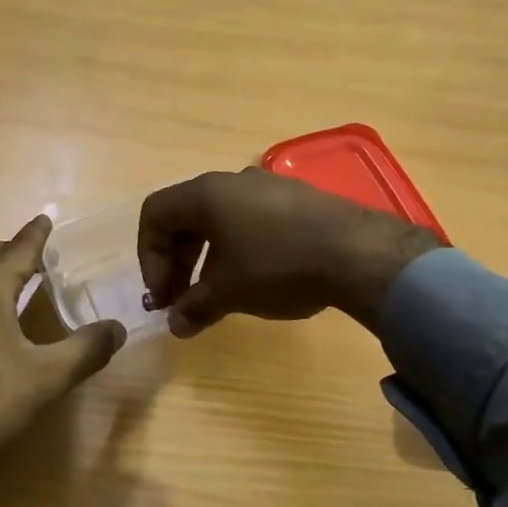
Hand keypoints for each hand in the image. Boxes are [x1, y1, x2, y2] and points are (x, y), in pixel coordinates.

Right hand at [138, 169, 440, 337]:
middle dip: (176, 261)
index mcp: (206, 194)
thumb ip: (194, 307)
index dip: (148, 257)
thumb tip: (175, 325)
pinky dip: (237, 249)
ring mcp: (268, 187)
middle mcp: (233, 181)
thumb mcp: (229, 292)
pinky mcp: (297, 200)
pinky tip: (254, 280)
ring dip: (206, 258)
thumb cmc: (278, 266)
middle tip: (181, 300)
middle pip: (185, 216)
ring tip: (215, 296)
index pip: (155, 214)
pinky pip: (250, 221)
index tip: (163, 295)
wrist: (358, 252)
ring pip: (219, 220)